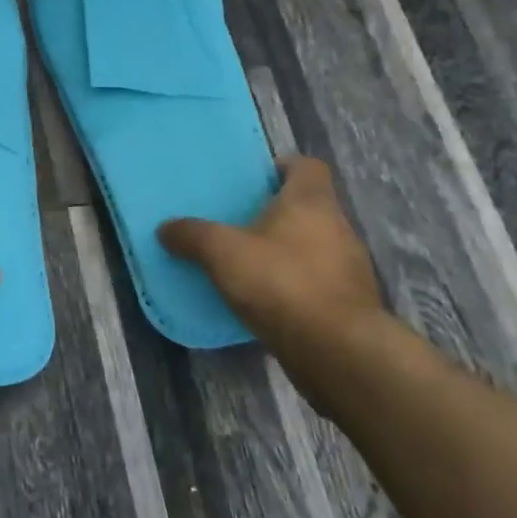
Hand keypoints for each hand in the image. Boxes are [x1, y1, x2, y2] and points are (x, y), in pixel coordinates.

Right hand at [159, 156, 384, 346]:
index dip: (281, 166)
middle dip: (275, 212)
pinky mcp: (349, 303)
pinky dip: (293, 283)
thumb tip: (166, 228)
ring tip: (247, 262)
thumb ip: (192, 235)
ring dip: (284, 250)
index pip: (306, 166)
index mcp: (311, 202)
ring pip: (312, 245)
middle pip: (308, 206)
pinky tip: (265, 299)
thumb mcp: (222, 253)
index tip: (254, 179)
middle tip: (237, 222)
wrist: (337, 351)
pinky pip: (316, 280)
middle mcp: (338, 227)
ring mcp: (349, 267)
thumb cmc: (281, 283)